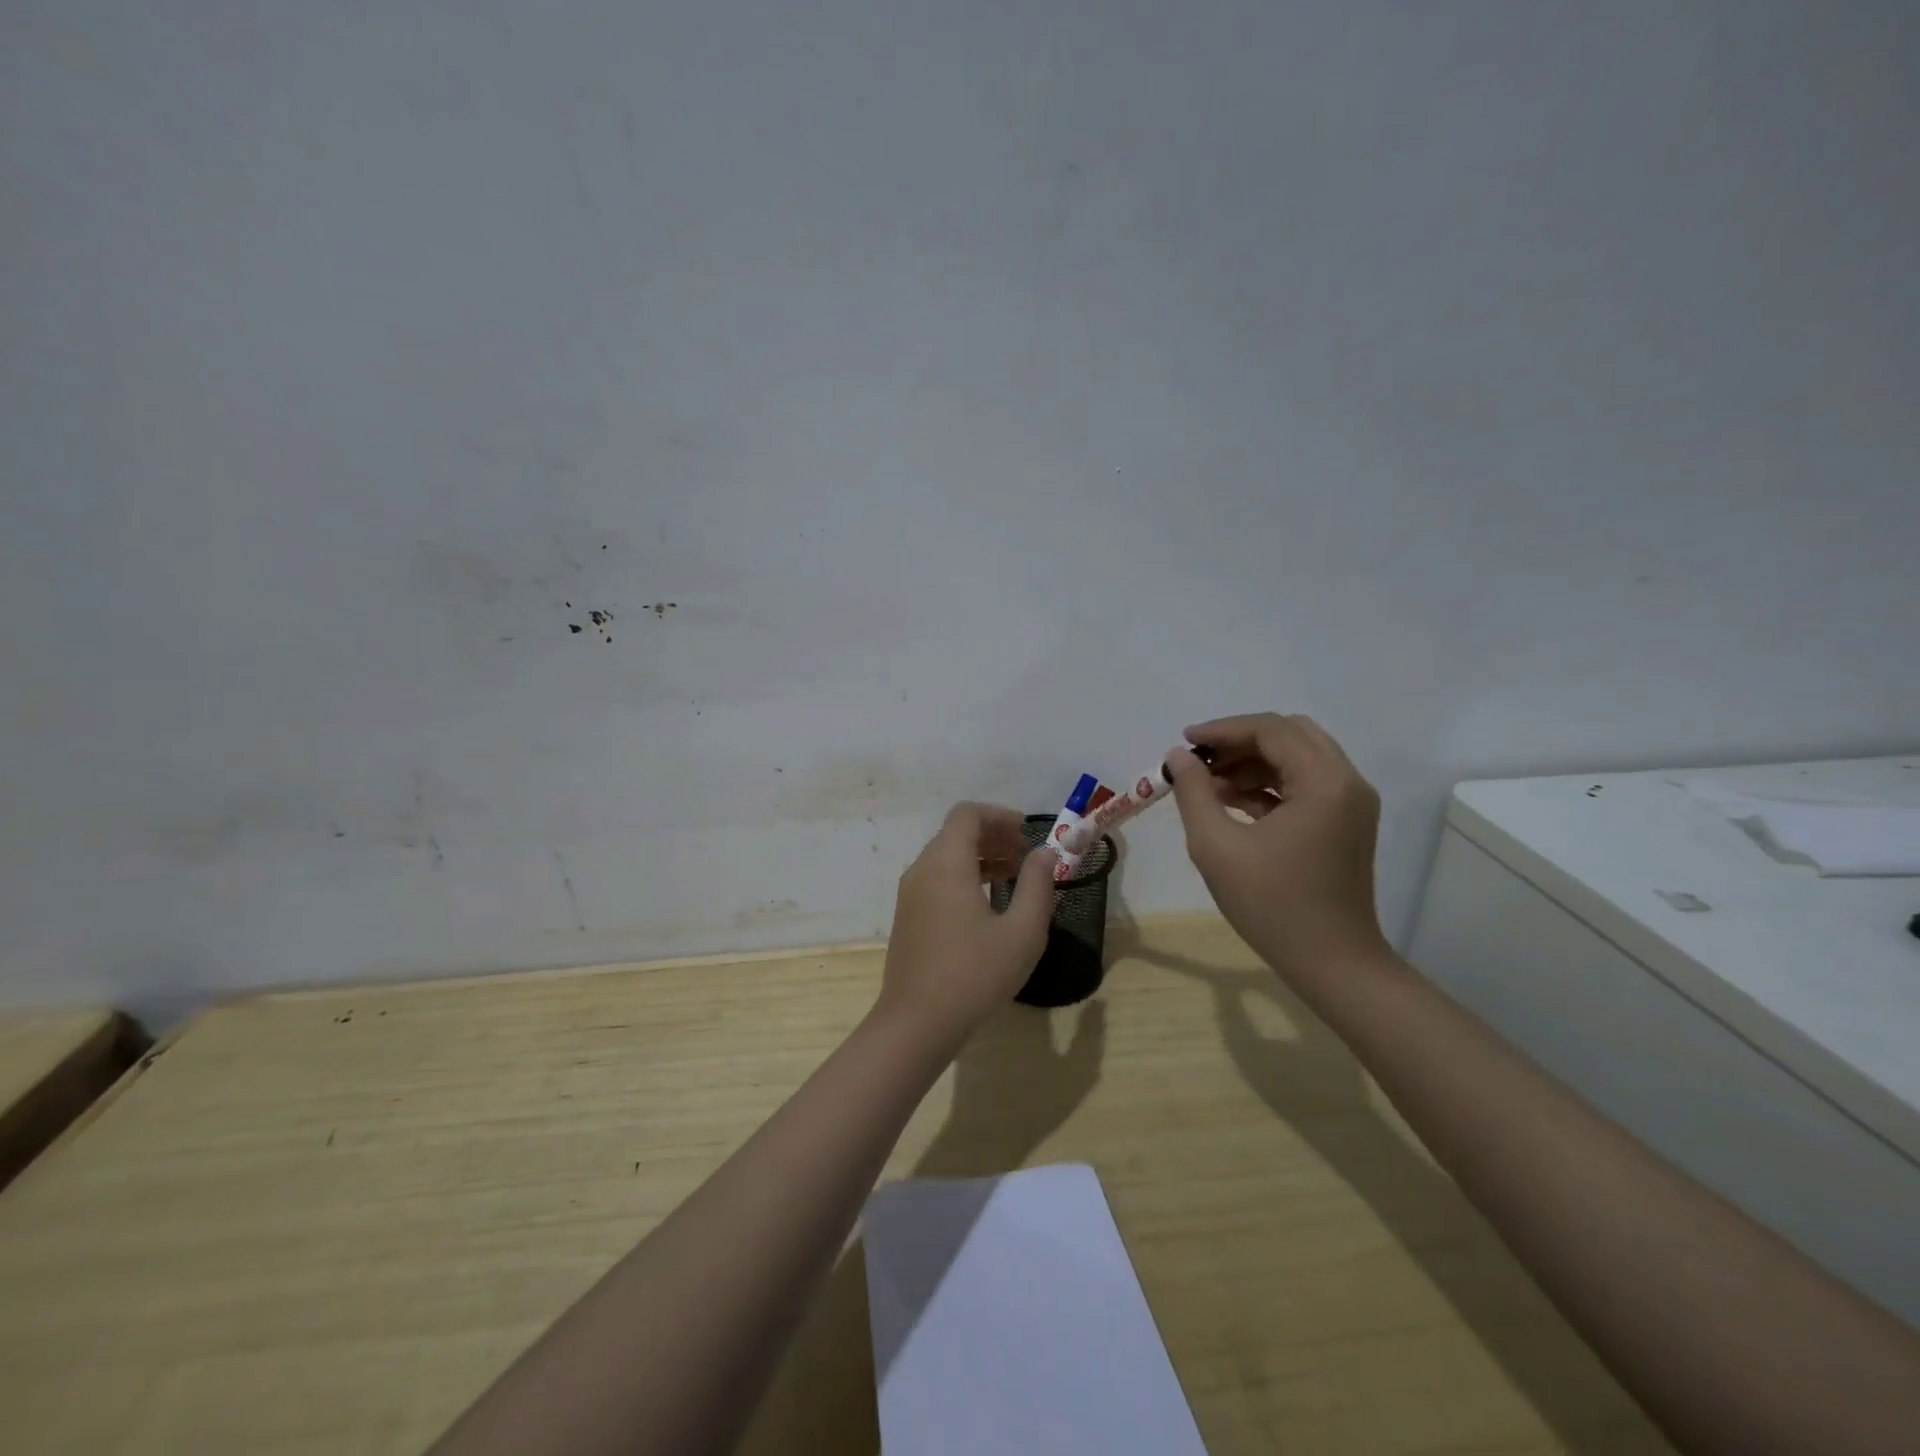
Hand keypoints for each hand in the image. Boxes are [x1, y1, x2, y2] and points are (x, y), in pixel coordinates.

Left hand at [876, 803, 1056, 1045]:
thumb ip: (1037, 885)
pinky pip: (937, 879)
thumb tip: (1044, 854)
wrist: (917, 1022)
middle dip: (994, 836)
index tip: (1027, 831)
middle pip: (956, 834)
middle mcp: (922, 869)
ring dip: (981, 857)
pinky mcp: (908, 916)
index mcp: (946, 863)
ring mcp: (910, 894)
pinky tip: (989, 903)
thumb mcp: (1022, 932)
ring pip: (946, 857)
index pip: (967, 814)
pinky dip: (964, 876)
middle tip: (1028, 855)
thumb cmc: (975, 974)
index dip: (999, 815)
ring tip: (1015, 876)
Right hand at [1166, 714, 1388, 981]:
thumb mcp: (1216, 846)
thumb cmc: (1272, 905)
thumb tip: (1178, 756)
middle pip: (1289, 735)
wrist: (1332, 963)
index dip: (1223, 730)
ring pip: (1297, 758)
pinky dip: (1268, 784)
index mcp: (1324, 782)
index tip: (1183, 742)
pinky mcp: (1345, 823)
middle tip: (1198, 760)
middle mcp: (1346, 782)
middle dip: (1239, 741)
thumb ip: (1193, 792)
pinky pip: (1304, 784)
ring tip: (1208, 784)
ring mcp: (1350, 803)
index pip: (1271, 730)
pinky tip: (1231, 802)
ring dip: (1252, 762)